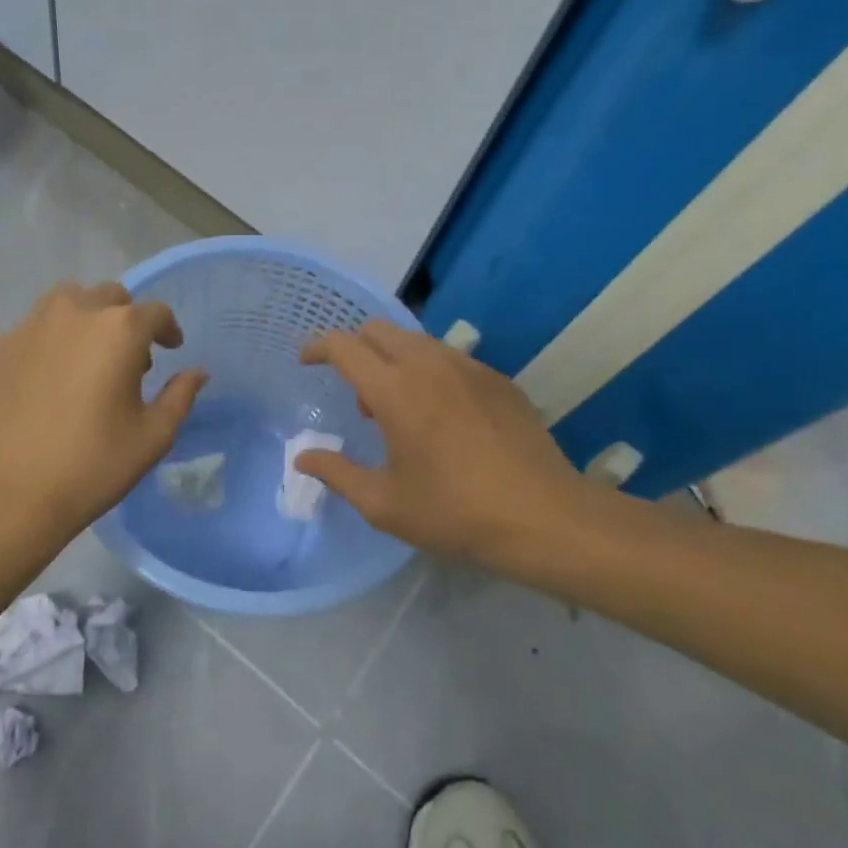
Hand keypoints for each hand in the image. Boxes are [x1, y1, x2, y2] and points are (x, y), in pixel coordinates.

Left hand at [0, 281, 207, 543]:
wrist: (6, 497)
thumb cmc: (92, 466)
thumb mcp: (153, 437)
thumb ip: (180, 396)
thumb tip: (196, 373)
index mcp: (119, 330)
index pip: (155, 312)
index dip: (167, 329)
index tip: (169, 350)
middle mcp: (73, 314)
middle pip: (109, 297)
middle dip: (125, 320)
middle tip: (127, 358)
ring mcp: (27, 328)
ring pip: (65, 303)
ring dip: (85, 321)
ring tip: (85, 360)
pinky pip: (30, 332)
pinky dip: (47, 345)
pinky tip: (45, 384)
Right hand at [296, 321, 595, 560]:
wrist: (544, 517)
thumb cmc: (455, 514)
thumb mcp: (385, 504)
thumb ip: (338, 473)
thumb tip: (303, 458)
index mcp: (395, 391)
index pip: (344, 346)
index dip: (318, 347)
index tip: (306, 361)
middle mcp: (429, 364)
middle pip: (379, 330)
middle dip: (356, 348)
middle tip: (357, 393)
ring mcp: (469, 367)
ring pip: (416, 341)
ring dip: (393, 361)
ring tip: (400, 411)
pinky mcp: (498, 378)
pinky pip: (449, 358)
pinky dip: (429, 372)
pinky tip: (443, 417)